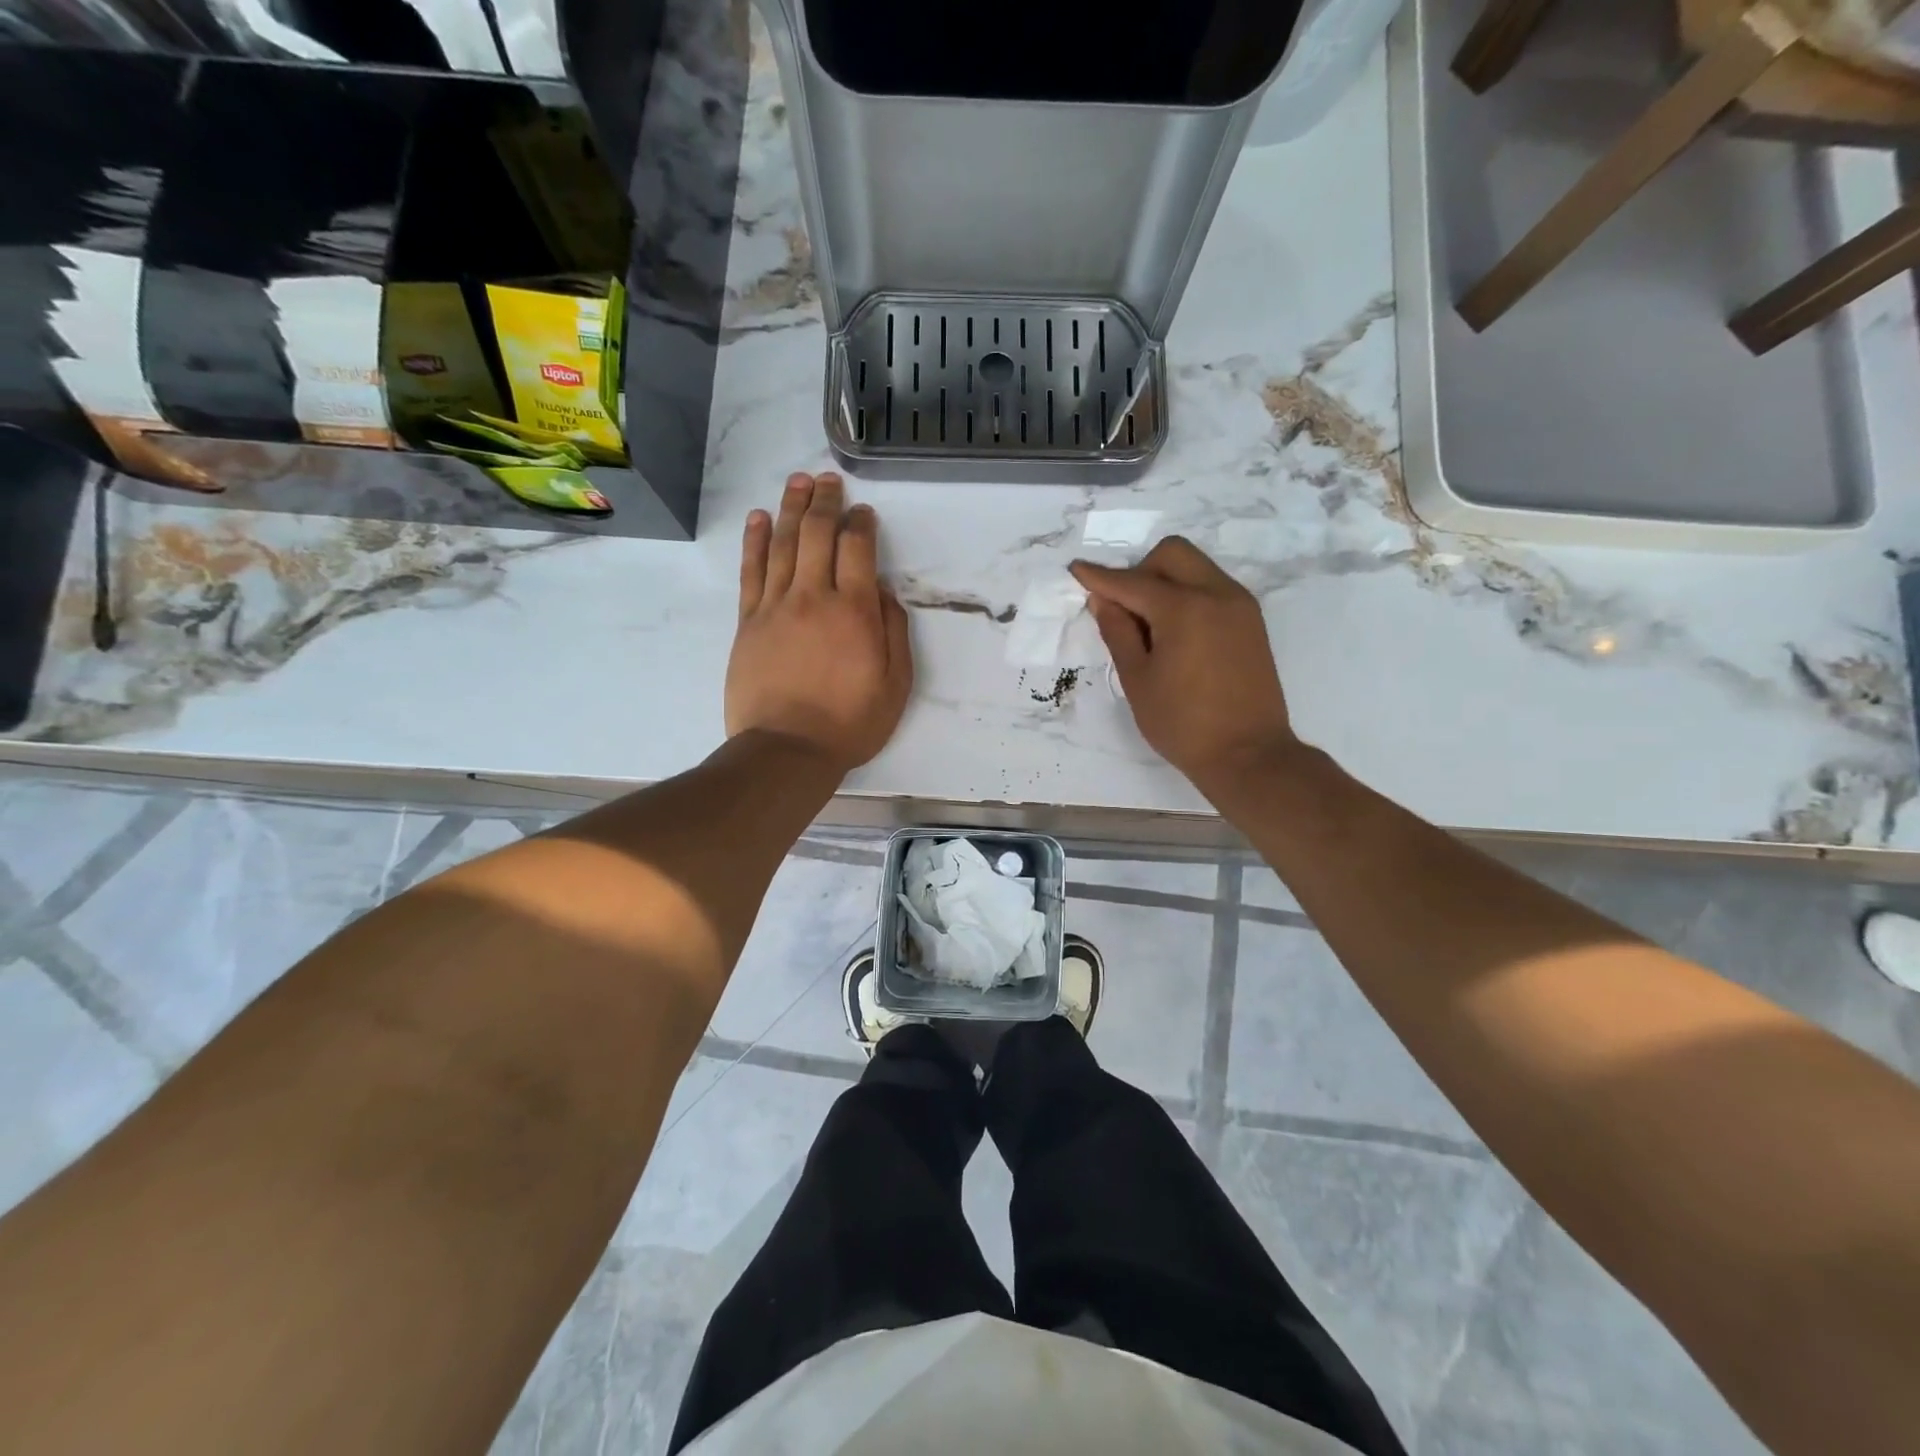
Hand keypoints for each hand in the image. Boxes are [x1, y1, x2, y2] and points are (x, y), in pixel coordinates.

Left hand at [726, 472, 911, 772]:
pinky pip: (752, 571)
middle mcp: (813, 596)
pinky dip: (755, 540)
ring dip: (791, 507)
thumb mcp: (895, 685)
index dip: (862, 523)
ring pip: (782, 543)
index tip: (864, 512)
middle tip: (829, 480)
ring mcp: (775, 606)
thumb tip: (883, 590)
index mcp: (854, 611)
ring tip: (798, 482)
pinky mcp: (748, 622)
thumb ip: (893, 632)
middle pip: (816, 534)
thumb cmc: (849, 723)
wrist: (786, 750)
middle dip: (825, 501)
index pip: (857, 548)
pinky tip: (760, 519)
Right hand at [1070, 537, 1296, 791]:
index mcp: (1184, 609)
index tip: (1076, 569)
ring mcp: (1240, 605)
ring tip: (1149, 625)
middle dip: (1139, 570)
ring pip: (1195, 567)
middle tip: (1123, 609)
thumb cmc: (1183, 723)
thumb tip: (1103, 600)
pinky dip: (1188, 594)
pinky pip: (1213, 587)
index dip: (1100, 577)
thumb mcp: (1138, 680)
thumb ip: (1118, 632)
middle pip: (1172, 554)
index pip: (1132, 582)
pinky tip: (1175, 633)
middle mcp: (1217, 594)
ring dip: (1165, 581)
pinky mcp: (1251, 620)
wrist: (1248, 754)